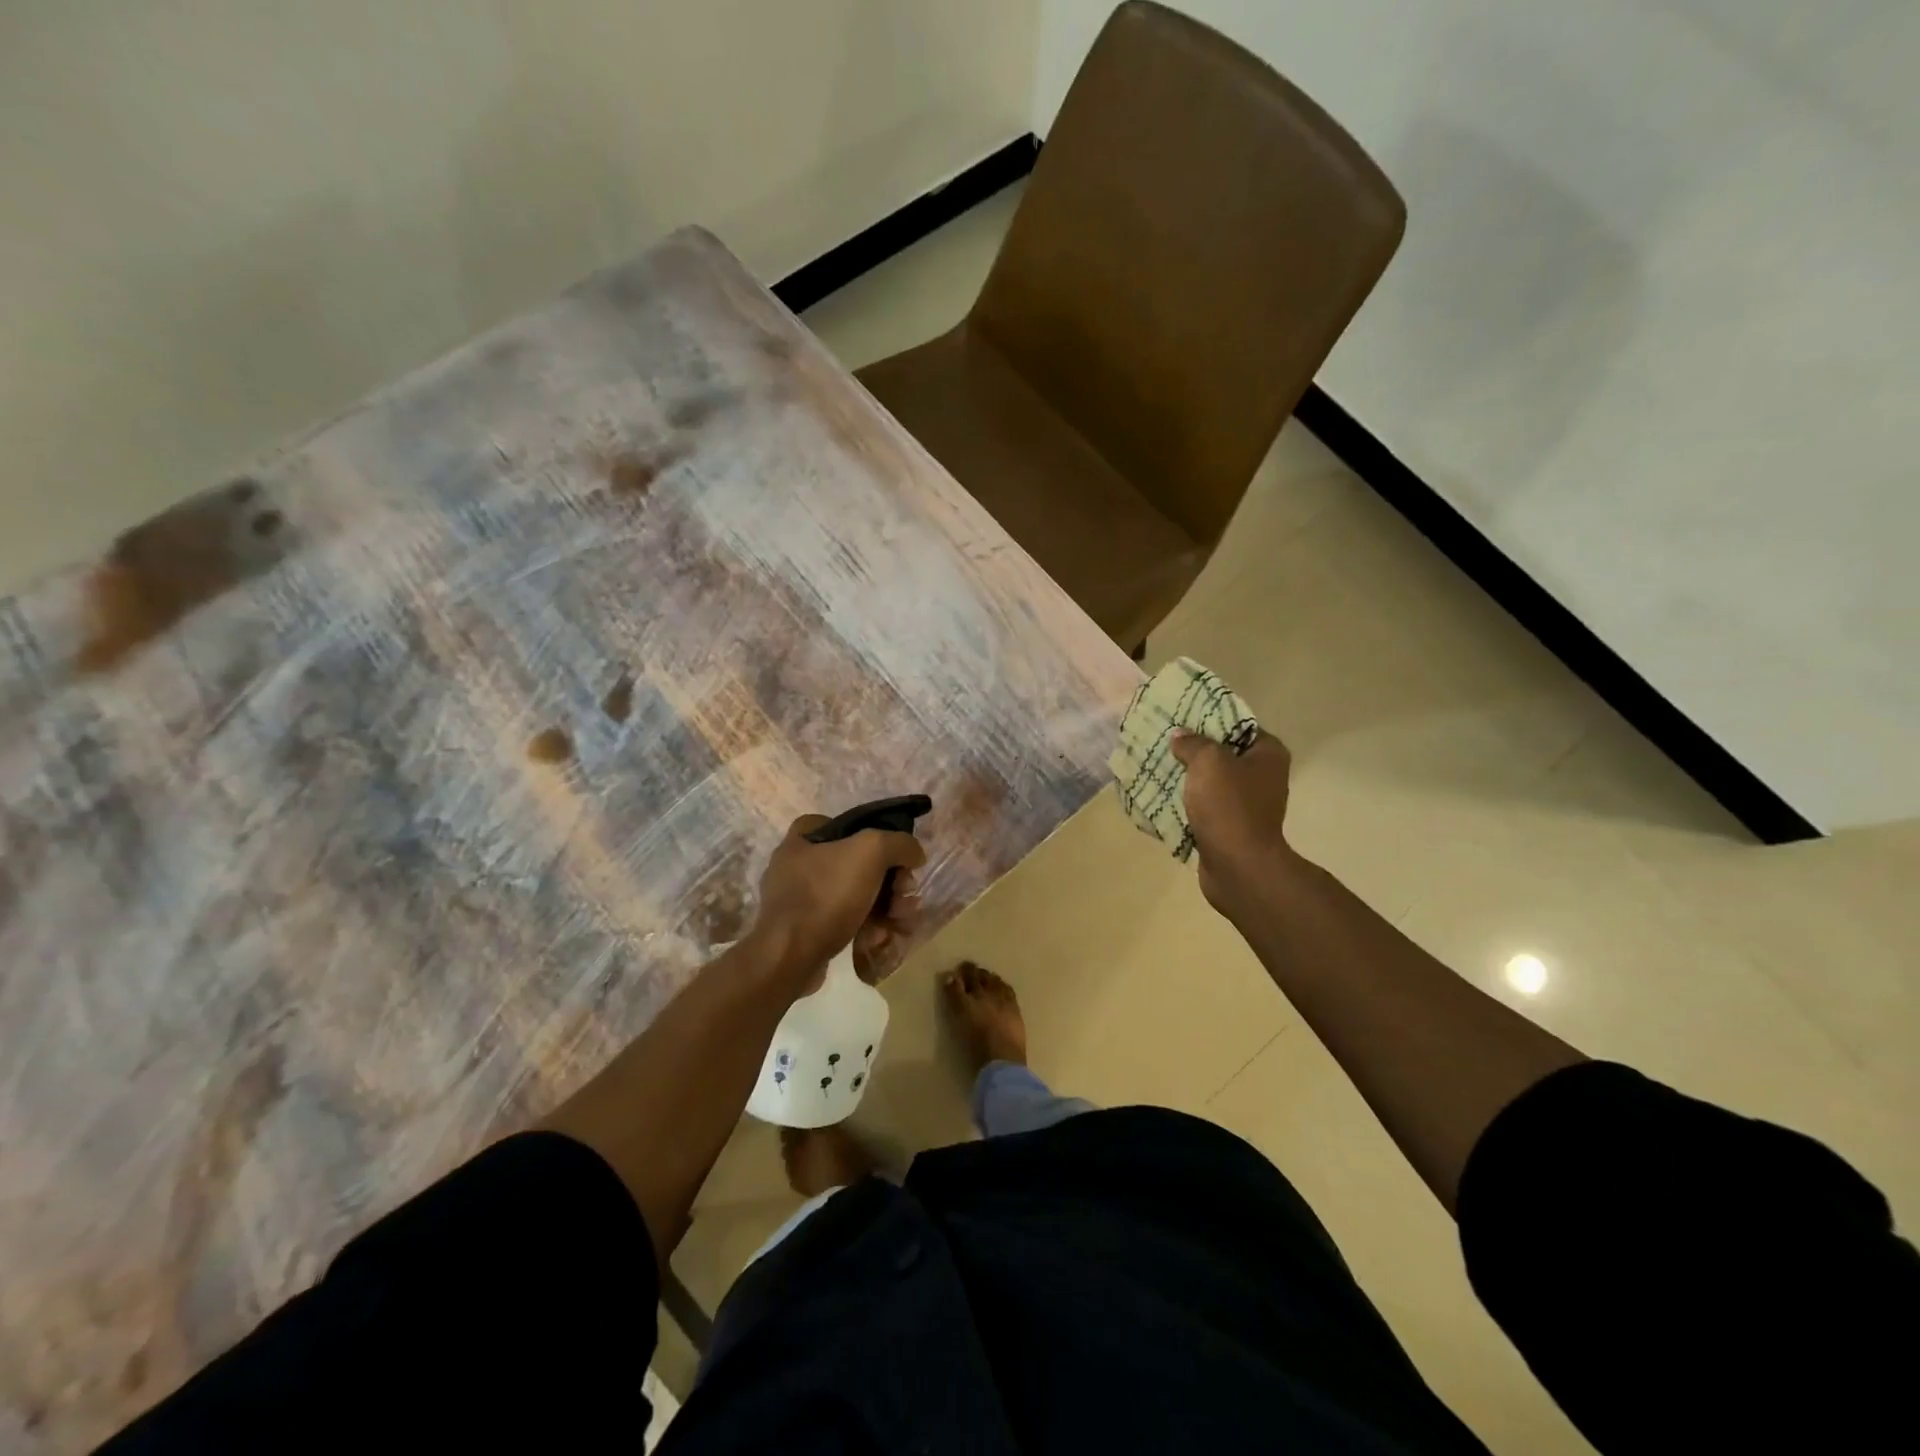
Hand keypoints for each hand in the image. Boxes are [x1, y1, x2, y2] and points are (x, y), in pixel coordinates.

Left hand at [749, 815, 926, 990]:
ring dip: (884, 909)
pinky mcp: (804, 932)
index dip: (875, 836)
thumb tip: (914, 854)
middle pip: (858, 864)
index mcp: (803, 839)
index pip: (845, 825)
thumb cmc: (826, 895)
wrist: (789, 957)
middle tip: (905, 897)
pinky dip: (865, 928)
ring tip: (900, 923)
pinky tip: (879, 939)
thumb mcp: (871, 852)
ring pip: (855, 896)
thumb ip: (899, 843)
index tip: (893, 857)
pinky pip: (843, 922)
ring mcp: (799, 901)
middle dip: (890, 883)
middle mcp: (797, 866)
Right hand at [1169, 728, 1297, 919]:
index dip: (1210, 720)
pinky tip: (1159, 796)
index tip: (1181, 719)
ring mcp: (1247, 805)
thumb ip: (1192, 743)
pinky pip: (1203, 807)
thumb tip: (1180, 737)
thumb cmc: (1229, 806)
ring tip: (1155, 767)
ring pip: (1210, 782)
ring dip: (1186, 778)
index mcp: (1268, 755)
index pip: (1239, 725)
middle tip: (1163, 742)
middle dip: (1192, 750)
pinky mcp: (1230, 827)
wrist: (1238, 866)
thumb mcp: (1208, 761)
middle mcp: (1262, 777)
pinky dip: (1185, 803)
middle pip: (1222, 754)